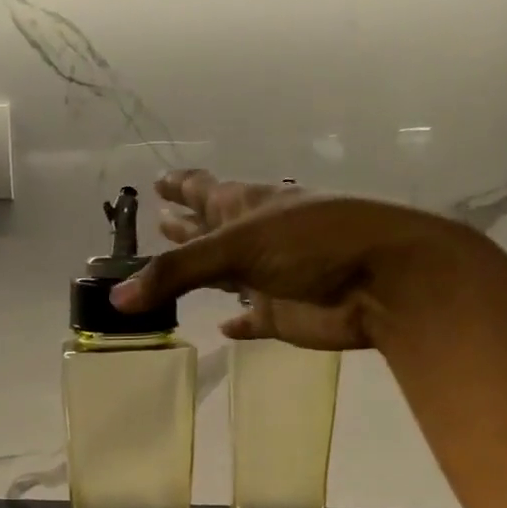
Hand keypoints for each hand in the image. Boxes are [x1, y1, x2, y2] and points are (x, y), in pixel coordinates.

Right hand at [112, 169, 440, 349]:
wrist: (388, 283)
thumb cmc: (315, 245)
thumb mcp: (239, 247)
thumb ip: (177, 273)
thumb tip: (118, 298)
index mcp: (247, 206)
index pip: (205, 189)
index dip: (182, 185)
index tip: (158, 180)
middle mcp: (256, 237)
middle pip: (212, 230)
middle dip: (186, 225)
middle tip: (159, 219)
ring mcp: (271, 276)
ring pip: (227, 274)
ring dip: (203, 273)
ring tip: (174, 267)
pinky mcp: (284, 314)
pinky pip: (253, 319)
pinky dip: (239, 323)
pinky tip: (224, 327)